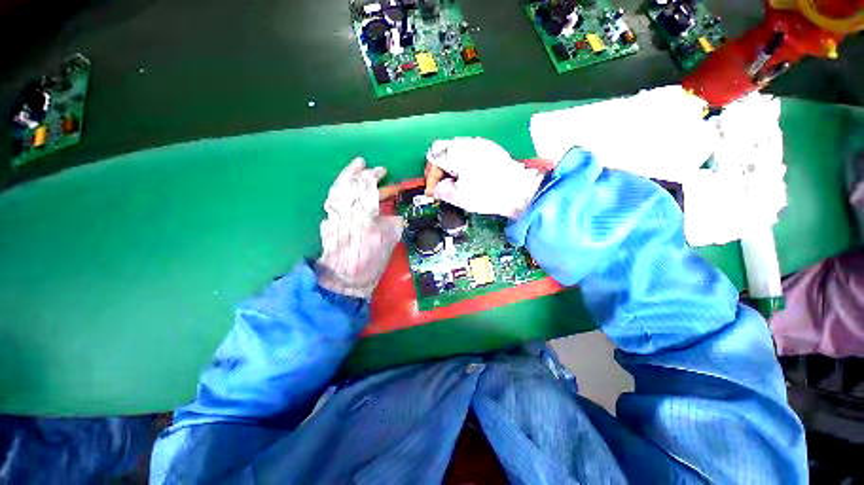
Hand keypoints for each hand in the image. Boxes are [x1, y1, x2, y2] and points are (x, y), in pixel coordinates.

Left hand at [315, 158, 403, 298]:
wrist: (344, 280)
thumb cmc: (370, 263)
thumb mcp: (389, 242)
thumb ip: (391, 223)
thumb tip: (391, 214)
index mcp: (364, 215)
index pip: (366, 187)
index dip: (373, 176)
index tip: (381, 170)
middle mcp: (345, 212)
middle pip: (347, 185)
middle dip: (355, 172)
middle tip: (362, 162)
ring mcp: (333, 217)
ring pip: (336, 191)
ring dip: (343, 177)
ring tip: (350, 168)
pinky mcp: (327, 223)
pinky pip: (331, 202)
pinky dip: (336, 192)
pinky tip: (340, 189)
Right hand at [424, 138, 545, 217]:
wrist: (521, 191)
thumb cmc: (489, 194)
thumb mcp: (459, 197)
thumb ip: (442, 191)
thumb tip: (437, 188)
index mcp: (457, 153)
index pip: (433, 158)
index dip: (430, 177)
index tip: (432, 191)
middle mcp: (467, 143)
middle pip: (443, 149)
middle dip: (438, 168)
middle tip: (439, 184)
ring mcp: (481, 144)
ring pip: (456, 149)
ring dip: (449, 165)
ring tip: (452, 182)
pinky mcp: (491, 149)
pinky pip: (469, 151)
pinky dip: (462, 163)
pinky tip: (467, 176)